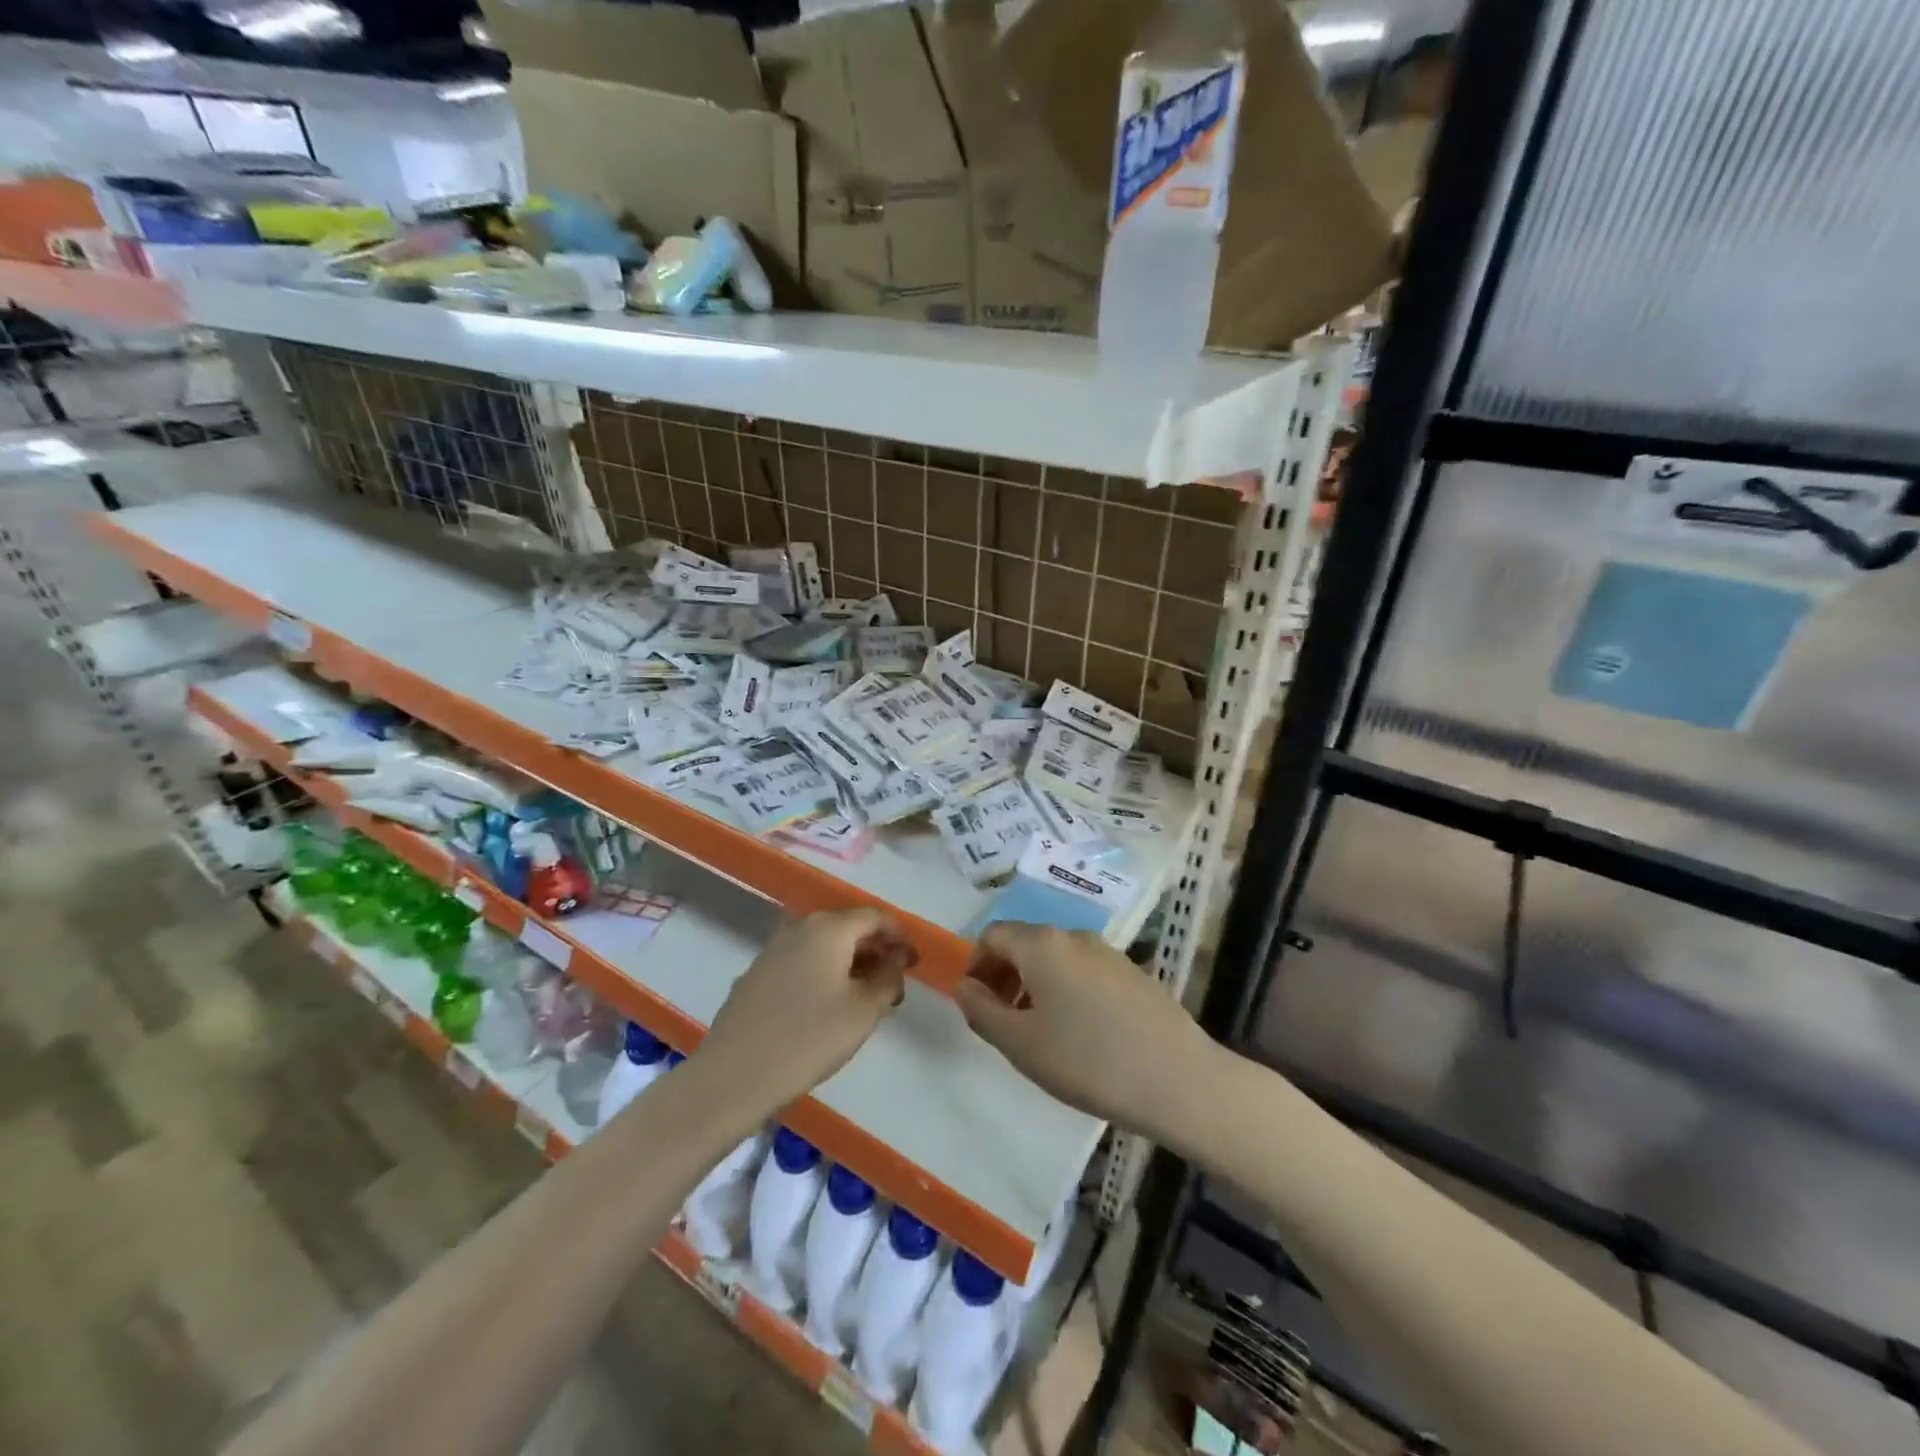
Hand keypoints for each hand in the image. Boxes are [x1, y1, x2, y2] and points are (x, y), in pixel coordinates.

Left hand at [694, 909, 913, 1109]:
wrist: (733, 1076)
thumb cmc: (809, 1039)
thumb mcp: (863, 1012)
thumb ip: (888, 978)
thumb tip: (896, 958)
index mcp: (829, 928)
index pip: (876, 917)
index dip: (900, 938)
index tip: (914, 965)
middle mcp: (800, 928)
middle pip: (849, 928)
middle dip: (876, 952)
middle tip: (893, 987)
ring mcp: (773, 950)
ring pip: (824, 946)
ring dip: (850, 965)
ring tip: (865, 1000)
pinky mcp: (756, 974)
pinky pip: (801, 962)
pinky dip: (823, 974)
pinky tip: (827, 1007)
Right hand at [954, 923, 1219, 1141]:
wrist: (1178, 1079)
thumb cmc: (1088, 1061)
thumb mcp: (1021, 1044)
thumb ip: (982, 1010)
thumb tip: (965, 986)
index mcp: (1042, 944)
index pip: (993, 935)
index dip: (977, 966)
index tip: (978, 1006)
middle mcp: (1074, 935)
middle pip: (1024, 942)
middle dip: (1005, 976)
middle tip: (1003, 1022)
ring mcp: (1108, 951)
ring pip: (1055, 958)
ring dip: (1035, 985)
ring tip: (1041, 1033)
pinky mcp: (1133, 972)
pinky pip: (1084, 970)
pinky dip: (1066, 990)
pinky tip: (1081, 1035)